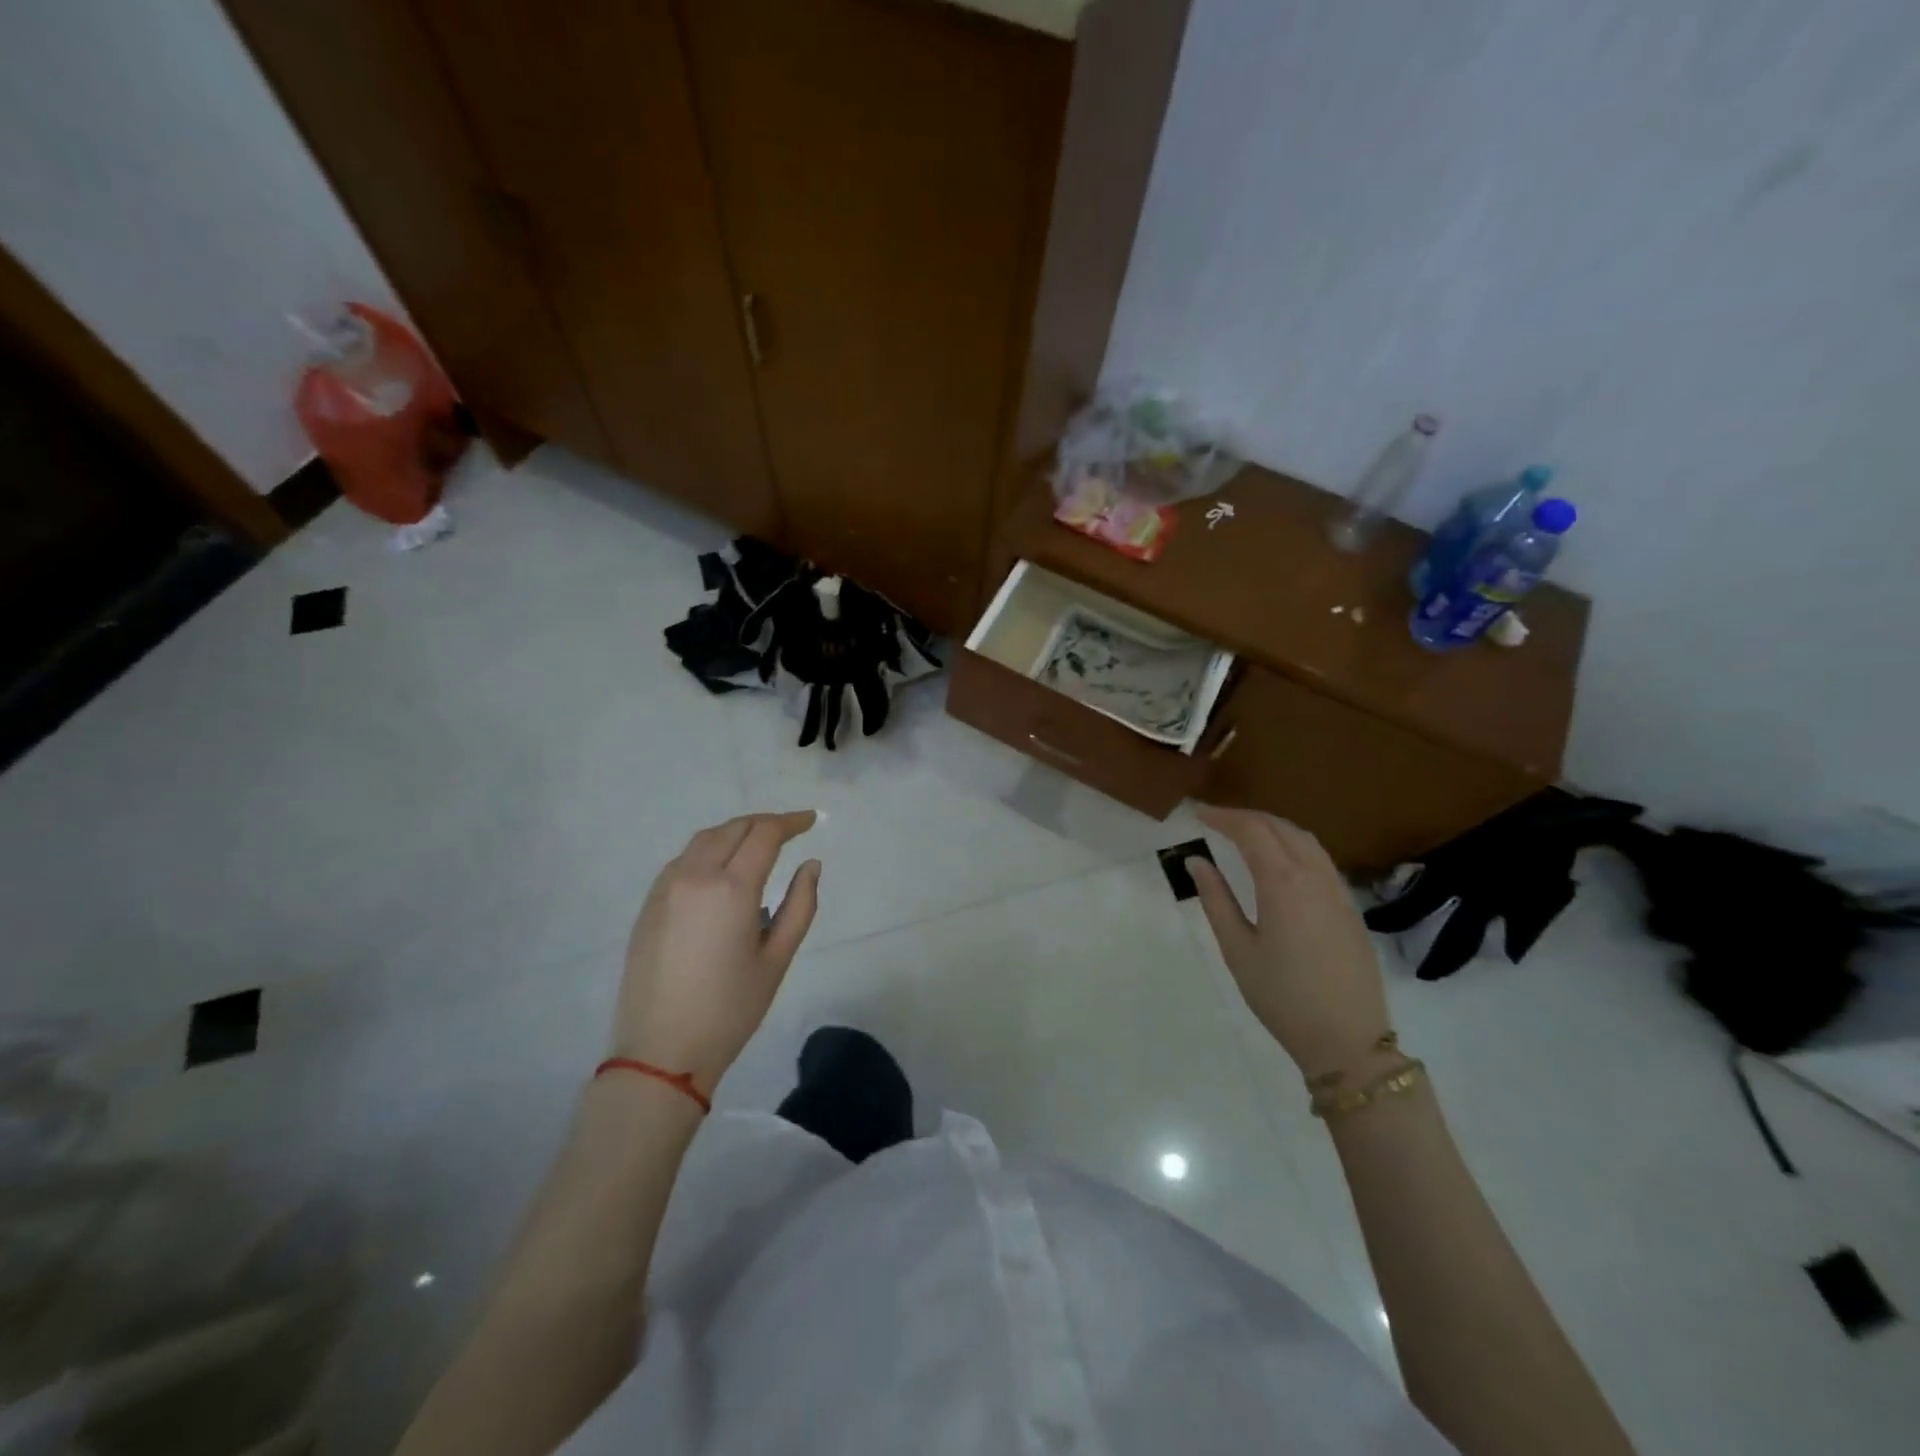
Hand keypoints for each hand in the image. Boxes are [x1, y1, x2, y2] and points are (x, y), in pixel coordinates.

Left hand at [613, 812, 821, 1094]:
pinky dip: (709, 851)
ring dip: (735, 833)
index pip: (764, 834)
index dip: (791, 822)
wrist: (661, 1051)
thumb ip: (800, 905)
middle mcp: (695, 876)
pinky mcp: (648, 905)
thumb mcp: (777, 959)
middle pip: (733, 828)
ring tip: (757, 845)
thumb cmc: (730, 1009)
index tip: (811, 820)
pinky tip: (722, 870)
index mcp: (731, 888)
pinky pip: (683, 860)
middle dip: (764, 823)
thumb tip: (810, 865)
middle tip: (789, 830)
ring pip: (704, 840)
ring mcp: (665, 888)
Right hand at [1189, 805, 1391, 1080]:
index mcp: (1283, 883)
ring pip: (1305, 840)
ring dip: (1273, 827)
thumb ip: (1216, 899)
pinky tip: (1279, 862)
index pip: (1251, 831)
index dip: (1223, 816)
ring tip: (1245, 833)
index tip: (1198, 813)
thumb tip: (1197, 861)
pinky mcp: (1351, 908)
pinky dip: (1294, 846)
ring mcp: (1338, 891)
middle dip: (1247, 817)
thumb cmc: (1282, 996)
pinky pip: (1320, 859)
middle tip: (1216, 819)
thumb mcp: (1237, 949)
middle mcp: (1315, 876)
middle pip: (1280, 827)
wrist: (1347, 1040)